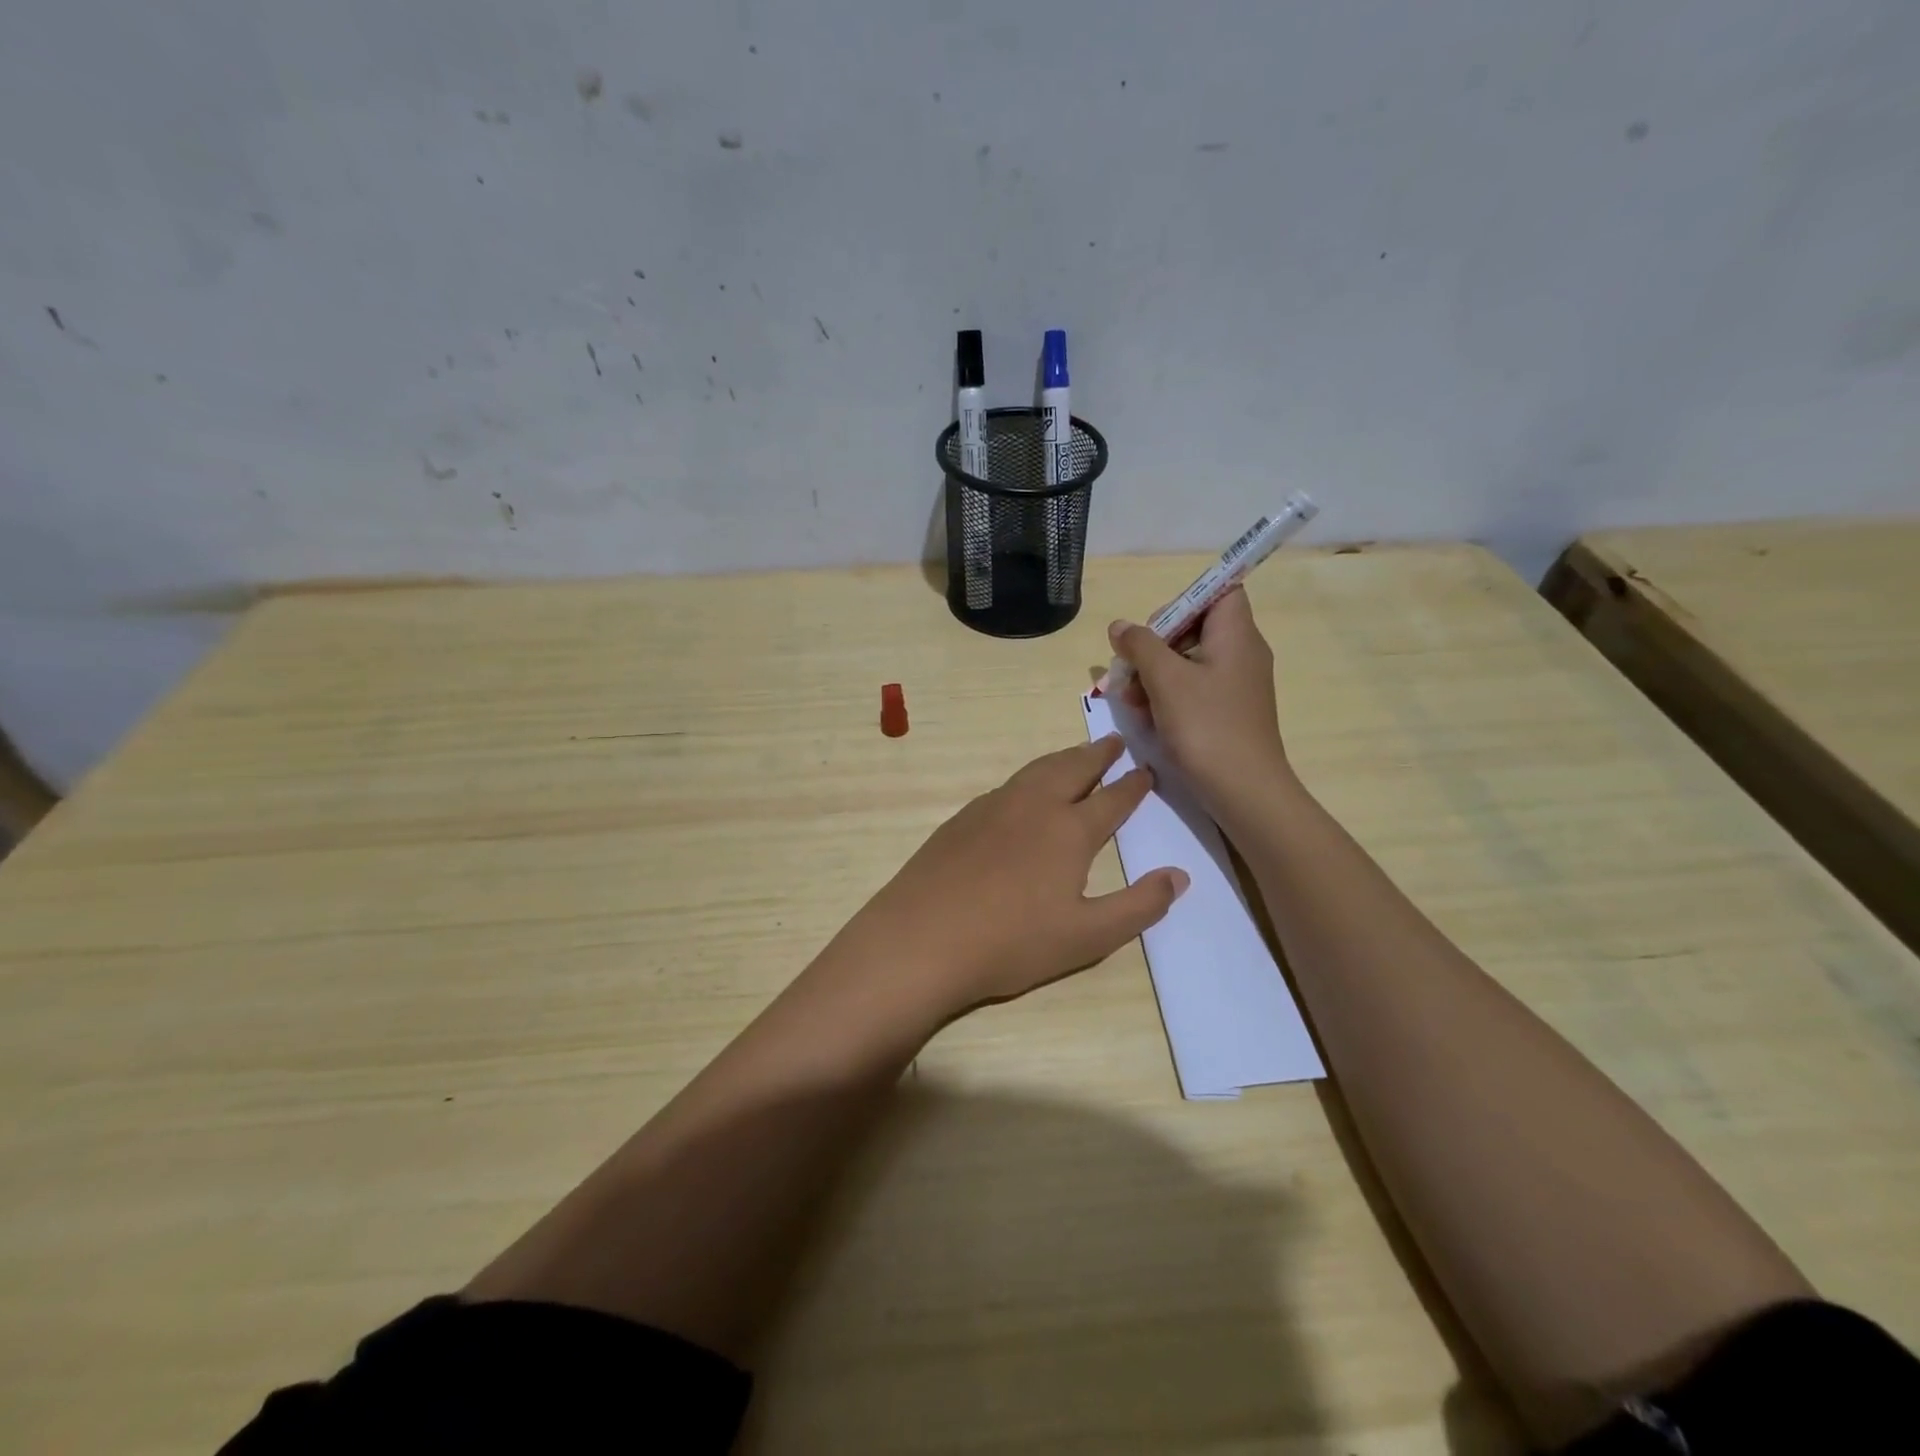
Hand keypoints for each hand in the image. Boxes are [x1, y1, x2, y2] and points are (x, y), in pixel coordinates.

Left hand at [841, 737, 1187, 1021]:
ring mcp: (993, 808)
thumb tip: (1180, 875)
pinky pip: (1007, 785)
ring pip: (1037, 770)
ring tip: (1076, 755)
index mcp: (1070, 831)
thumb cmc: (1012, 942)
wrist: (922, 938)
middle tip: (1115, 741)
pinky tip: (1024, 791)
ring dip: (1063, 758)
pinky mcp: (962, 819)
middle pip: (1073, 769)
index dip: (1133, 785)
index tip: (1148, 770)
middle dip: (1098, 755)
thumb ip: (1139, 906)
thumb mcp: (1088, 937)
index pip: (1112, 799)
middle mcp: (1034, 806)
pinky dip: (1029, 777)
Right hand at [1108, 587, 1291, 814]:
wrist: (1244, 792)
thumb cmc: (1207, 727)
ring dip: (1154, 676)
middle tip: (1130, 670)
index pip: (1218, 591)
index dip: (1183, 601)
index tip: (1154, 629)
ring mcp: (1234, 684)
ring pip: (1187, 661)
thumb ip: (1140, 646)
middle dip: (1155, 646)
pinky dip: (1167, 697)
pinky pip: (1193, 689)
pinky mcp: (1226, 711)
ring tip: (1132, 702)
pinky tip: (1146, 718)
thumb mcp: (1166, 681)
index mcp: (1236, 635)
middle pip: (1194, 628)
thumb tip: (1120, 626)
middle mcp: (1240, 653)